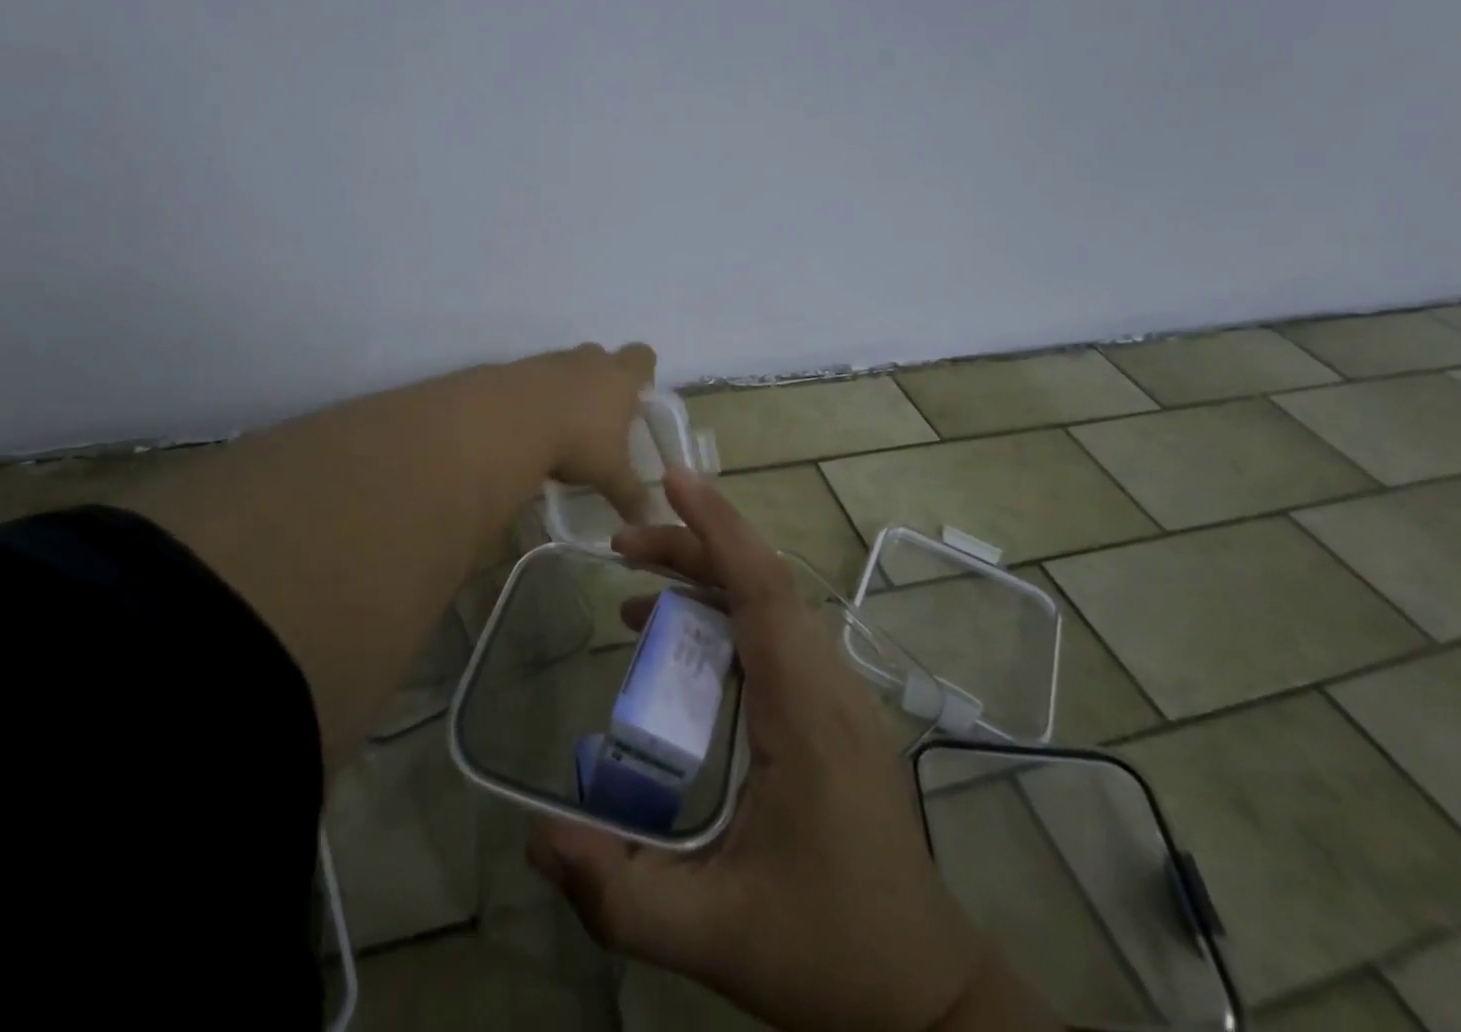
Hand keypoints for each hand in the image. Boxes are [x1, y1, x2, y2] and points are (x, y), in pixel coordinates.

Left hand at [524, 341, 657, 521]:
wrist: (509, 420)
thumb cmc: (576, 440)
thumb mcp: (609, 474)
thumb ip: (631, 494)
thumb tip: (650, 520)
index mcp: (619, 376)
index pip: (642, 357)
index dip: (643, 373)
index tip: (636, 397)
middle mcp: (587, 360)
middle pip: (602, 357)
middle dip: (602, 382)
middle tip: (600, 417)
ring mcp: (550, 360)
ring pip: (566, 366)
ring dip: (566, 389)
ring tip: (561, 426)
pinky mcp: (517, 368)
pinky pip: (534, 378)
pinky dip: (535, 396)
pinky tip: (530, 425)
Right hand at [529, 467, 1001, 1031]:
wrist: (923, 993)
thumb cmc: (826, 951)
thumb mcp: (712, 933)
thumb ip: (617, 893)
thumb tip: (537, 837)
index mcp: (806, 710)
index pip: (762, 588)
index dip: (717, 526)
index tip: (673, 479)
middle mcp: (828, 683)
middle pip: (761, 581)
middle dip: (692, 546)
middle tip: (621, 545)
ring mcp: (837, 693)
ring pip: (771, 602)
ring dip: (707, 576)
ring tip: (637, 587)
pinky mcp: (833, 710)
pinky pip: (777, 633)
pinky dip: (726, 613)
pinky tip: (683, 644)